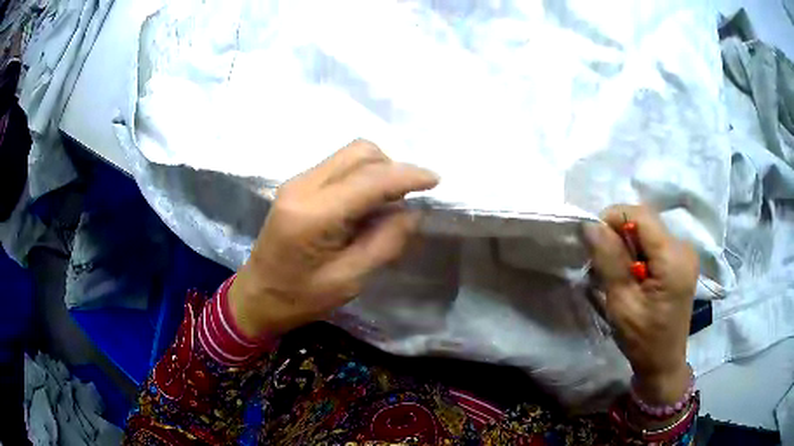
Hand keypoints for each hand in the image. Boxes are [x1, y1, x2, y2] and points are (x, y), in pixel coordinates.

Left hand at [228, 140, 438, 339]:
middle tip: (405, 200)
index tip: (435, 180)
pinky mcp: (297, 185)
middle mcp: (303, 186)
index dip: (407, 176)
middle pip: (360, 152)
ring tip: (386, 204)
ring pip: (350, 154)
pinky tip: (364, 204)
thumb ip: (385, 243)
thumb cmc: (301, 298)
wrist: (257, 295)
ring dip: (377, 170)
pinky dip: (361, 176)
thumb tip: (411, 212)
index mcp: (313, 215)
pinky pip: (339, 166)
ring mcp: (297, 181)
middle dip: (392, 168)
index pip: (370, 179)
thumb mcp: (350, 281)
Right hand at [584, 205, 698, 404]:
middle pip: (646, 221)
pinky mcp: (682, 260)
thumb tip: (591, 225)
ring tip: (617, 272)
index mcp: (673, 258)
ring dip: (628, 244)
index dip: (613, 218)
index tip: (594, 241)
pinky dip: (638, 252)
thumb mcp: (622, 303)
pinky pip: (655, 242)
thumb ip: (609, 260)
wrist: (663, 362)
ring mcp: (685, 253)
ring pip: (649, 230)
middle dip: (619, 233)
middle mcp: (683, 247)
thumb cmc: (642, 339)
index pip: (640, 215)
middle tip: (603, 262)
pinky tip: (632, 274)